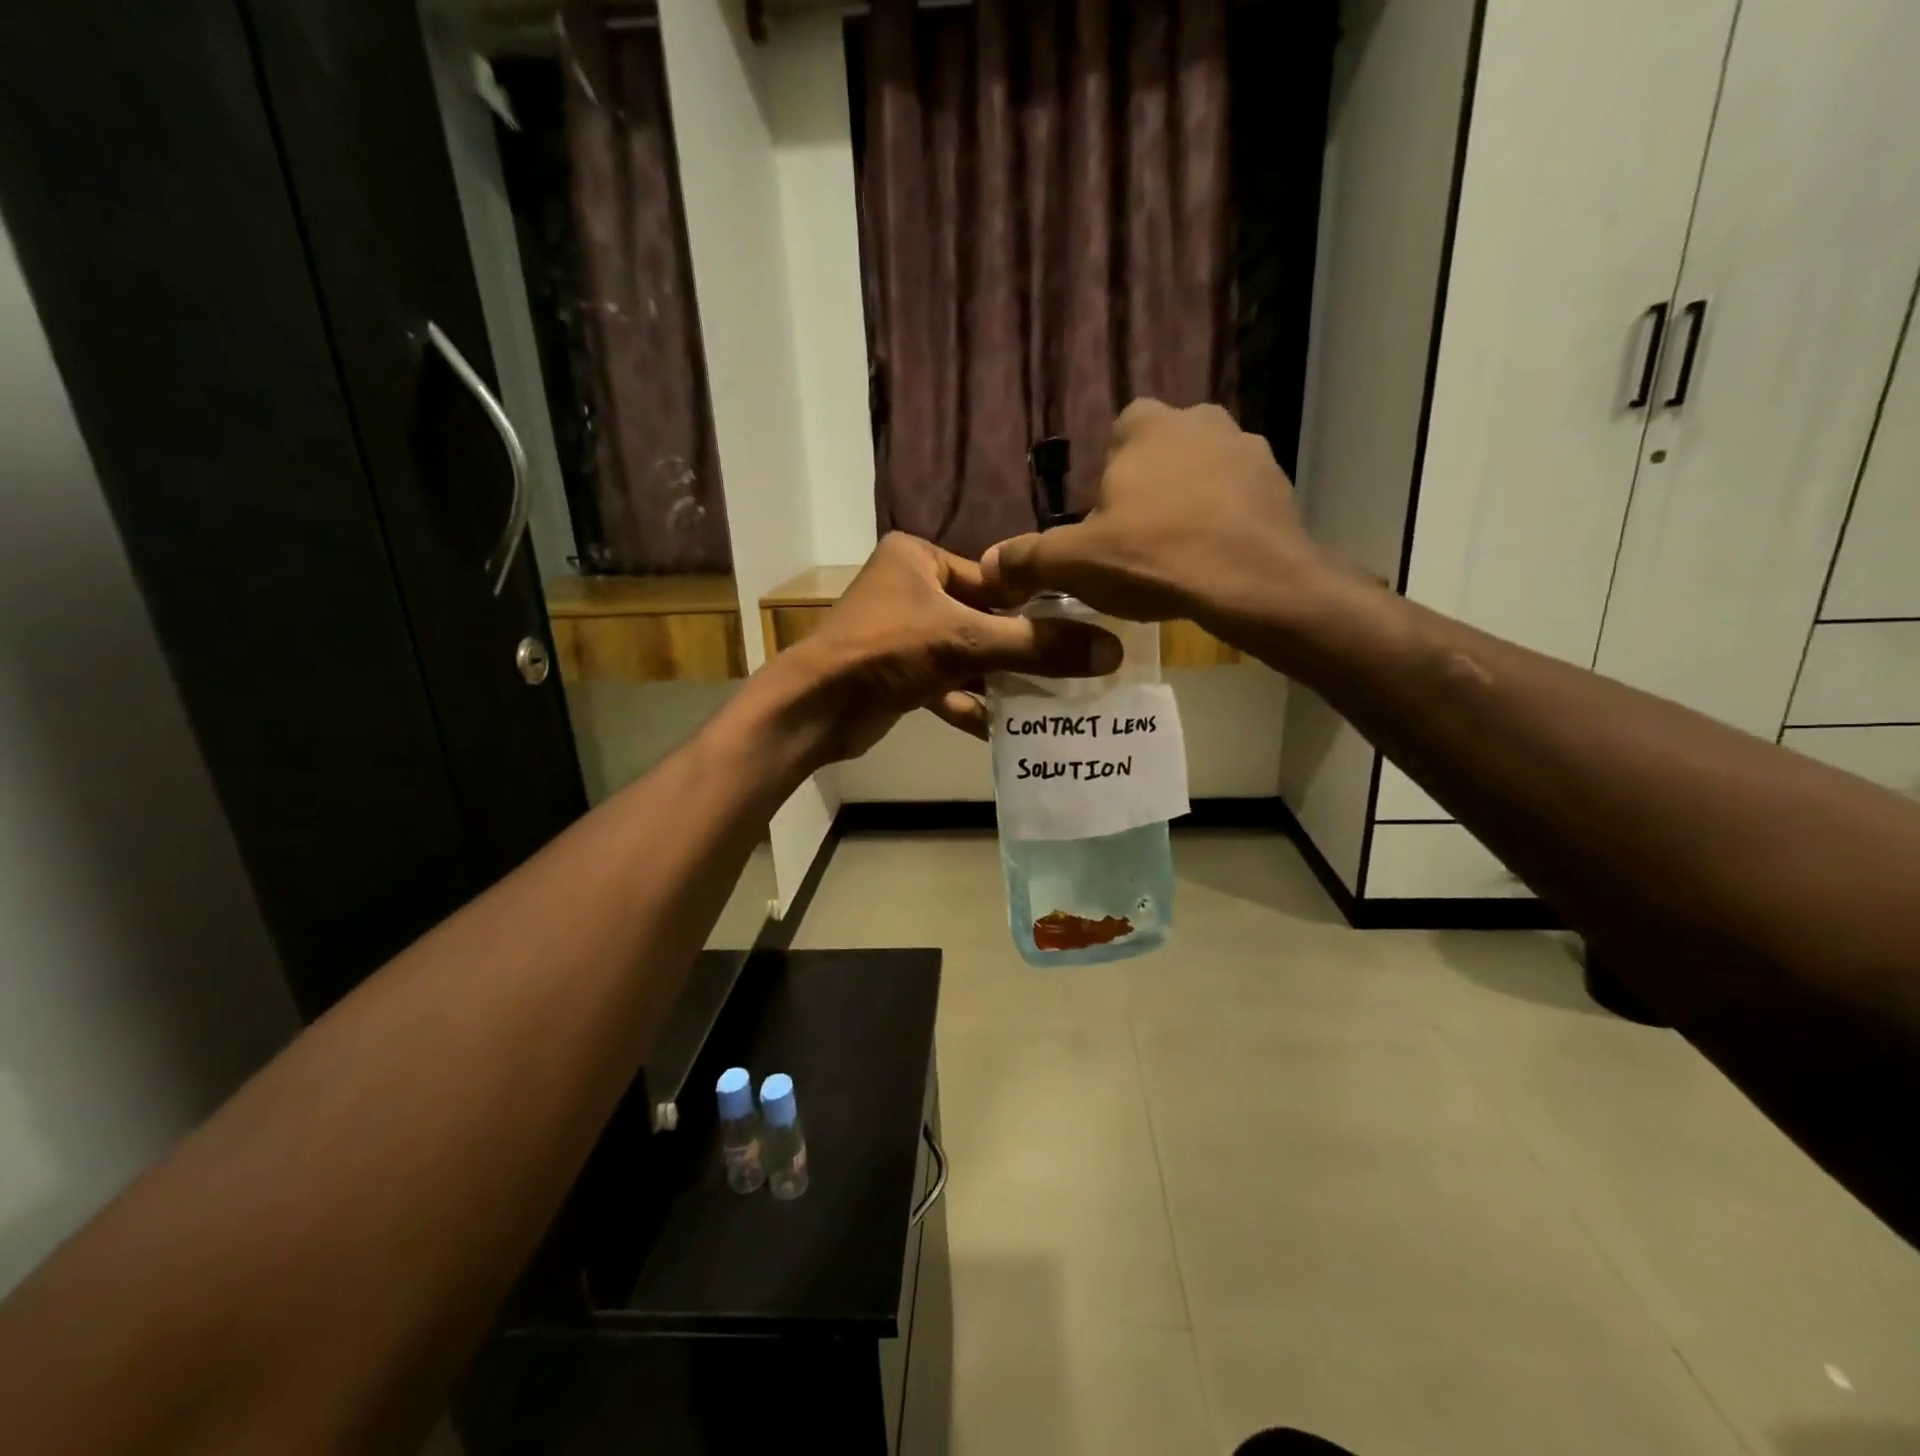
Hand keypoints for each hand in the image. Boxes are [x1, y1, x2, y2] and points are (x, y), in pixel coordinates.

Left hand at [767, 533, 1120, 762]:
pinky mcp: (899, 675)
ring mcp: (903, 634)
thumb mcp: (967, 641)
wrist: (816, 709)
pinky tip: (1007, 729)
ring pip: (968, 657)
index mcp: (919, 558)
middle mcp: (911, 590)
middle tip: (1074, 671)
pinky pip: (948, 685)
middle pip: (984, 620)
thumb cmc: (887, 651)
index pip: (995, 579)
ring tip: (1052, 702)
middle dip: (1022, 651)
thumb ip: (1036, 645)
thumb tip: (1111, 651)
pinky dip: (973, 705)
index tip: (1081, 631)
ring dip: (1002, 682)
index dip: (1037, 606)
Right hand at [981, 400, 1331, 628]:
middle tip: (1139, 542)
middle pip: (1161, 453)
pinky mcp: (1281, 484)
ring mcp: (1248, 448)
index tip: (1106, 523)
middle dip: (1150, 489)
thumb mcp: (1074, 563)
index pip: (1116, 437)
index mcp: (1144, 425)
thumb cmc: (1153, 558)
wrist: (1251, 583)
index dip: (1108, 481)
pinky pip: (1239, 500)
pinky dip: (1226, 523)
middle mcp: (1199, 419)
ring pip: (1203, 474)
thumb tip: (988, 564)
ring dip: (1190, 504)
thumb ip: (1027, 559)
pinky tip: (1215, 562)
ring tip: (1180, 556)